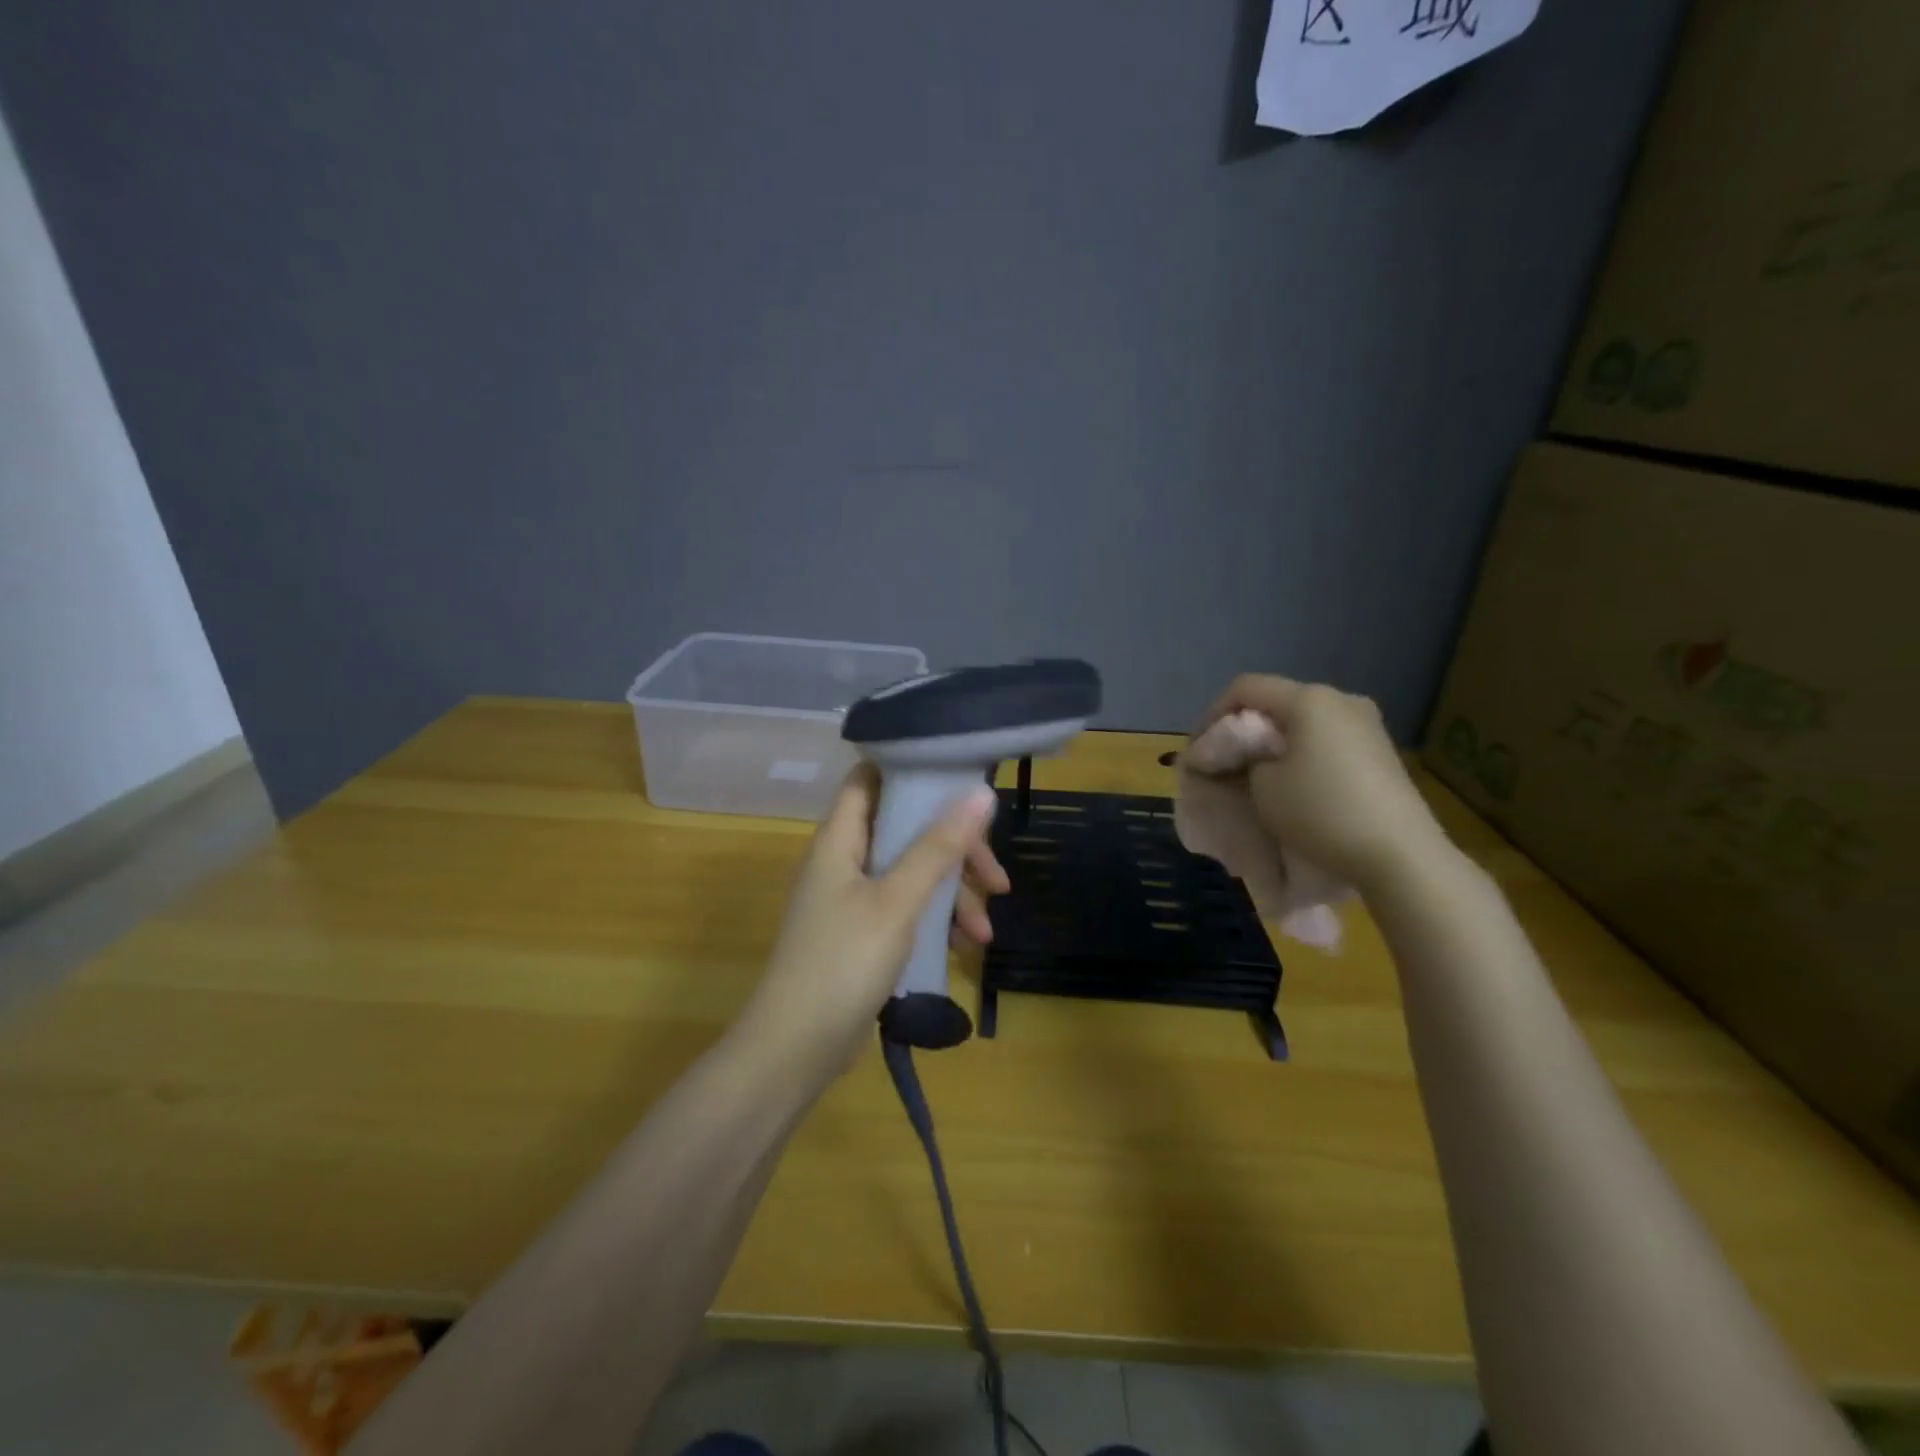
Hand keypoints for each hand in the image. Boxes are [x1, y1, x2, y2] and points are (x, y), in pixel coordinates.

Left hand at [736, 763, 1000, 1085]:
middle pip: (905, 829)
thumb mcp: (897, 901)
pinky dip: (936, 919)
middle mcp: (845, 861)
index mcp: (841, 839)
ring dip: (953, 892)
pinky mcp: (863, 933)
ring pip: (912, 872)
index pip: (870, 778)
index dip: (910, 769)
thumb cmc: (842, 963)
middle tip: (994, 876)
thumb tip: (979, 793)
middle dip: (954, 848)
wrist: (795, 1050)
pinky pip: (907, 908)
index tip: (960, 780)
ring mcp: (853, 899)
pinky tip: (965, 946)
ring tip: (985, 930)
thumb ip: (938, 847)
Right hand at [1197, 675, 1449, 893]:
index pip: (1245, 688)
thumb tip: (1243, 756)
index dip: (1212, 714)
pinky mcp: (1380, 750)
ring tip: (1254, 774)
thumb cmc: (1321, 812)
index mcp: (1309, 699)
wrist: (1400, 855)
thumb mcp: (1262, 786)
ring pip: (1302, 721)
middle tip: (1222, 762)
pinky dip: (1300, 752)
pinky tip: (1292, 781)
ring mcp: (1367, 724)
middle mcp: (1341, 699)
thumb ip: (1242, 760)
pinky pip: (1326, 738)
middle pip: (1276, 701)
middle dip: (1243, 729)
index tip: (1200, 751)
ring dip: (1273, 742)